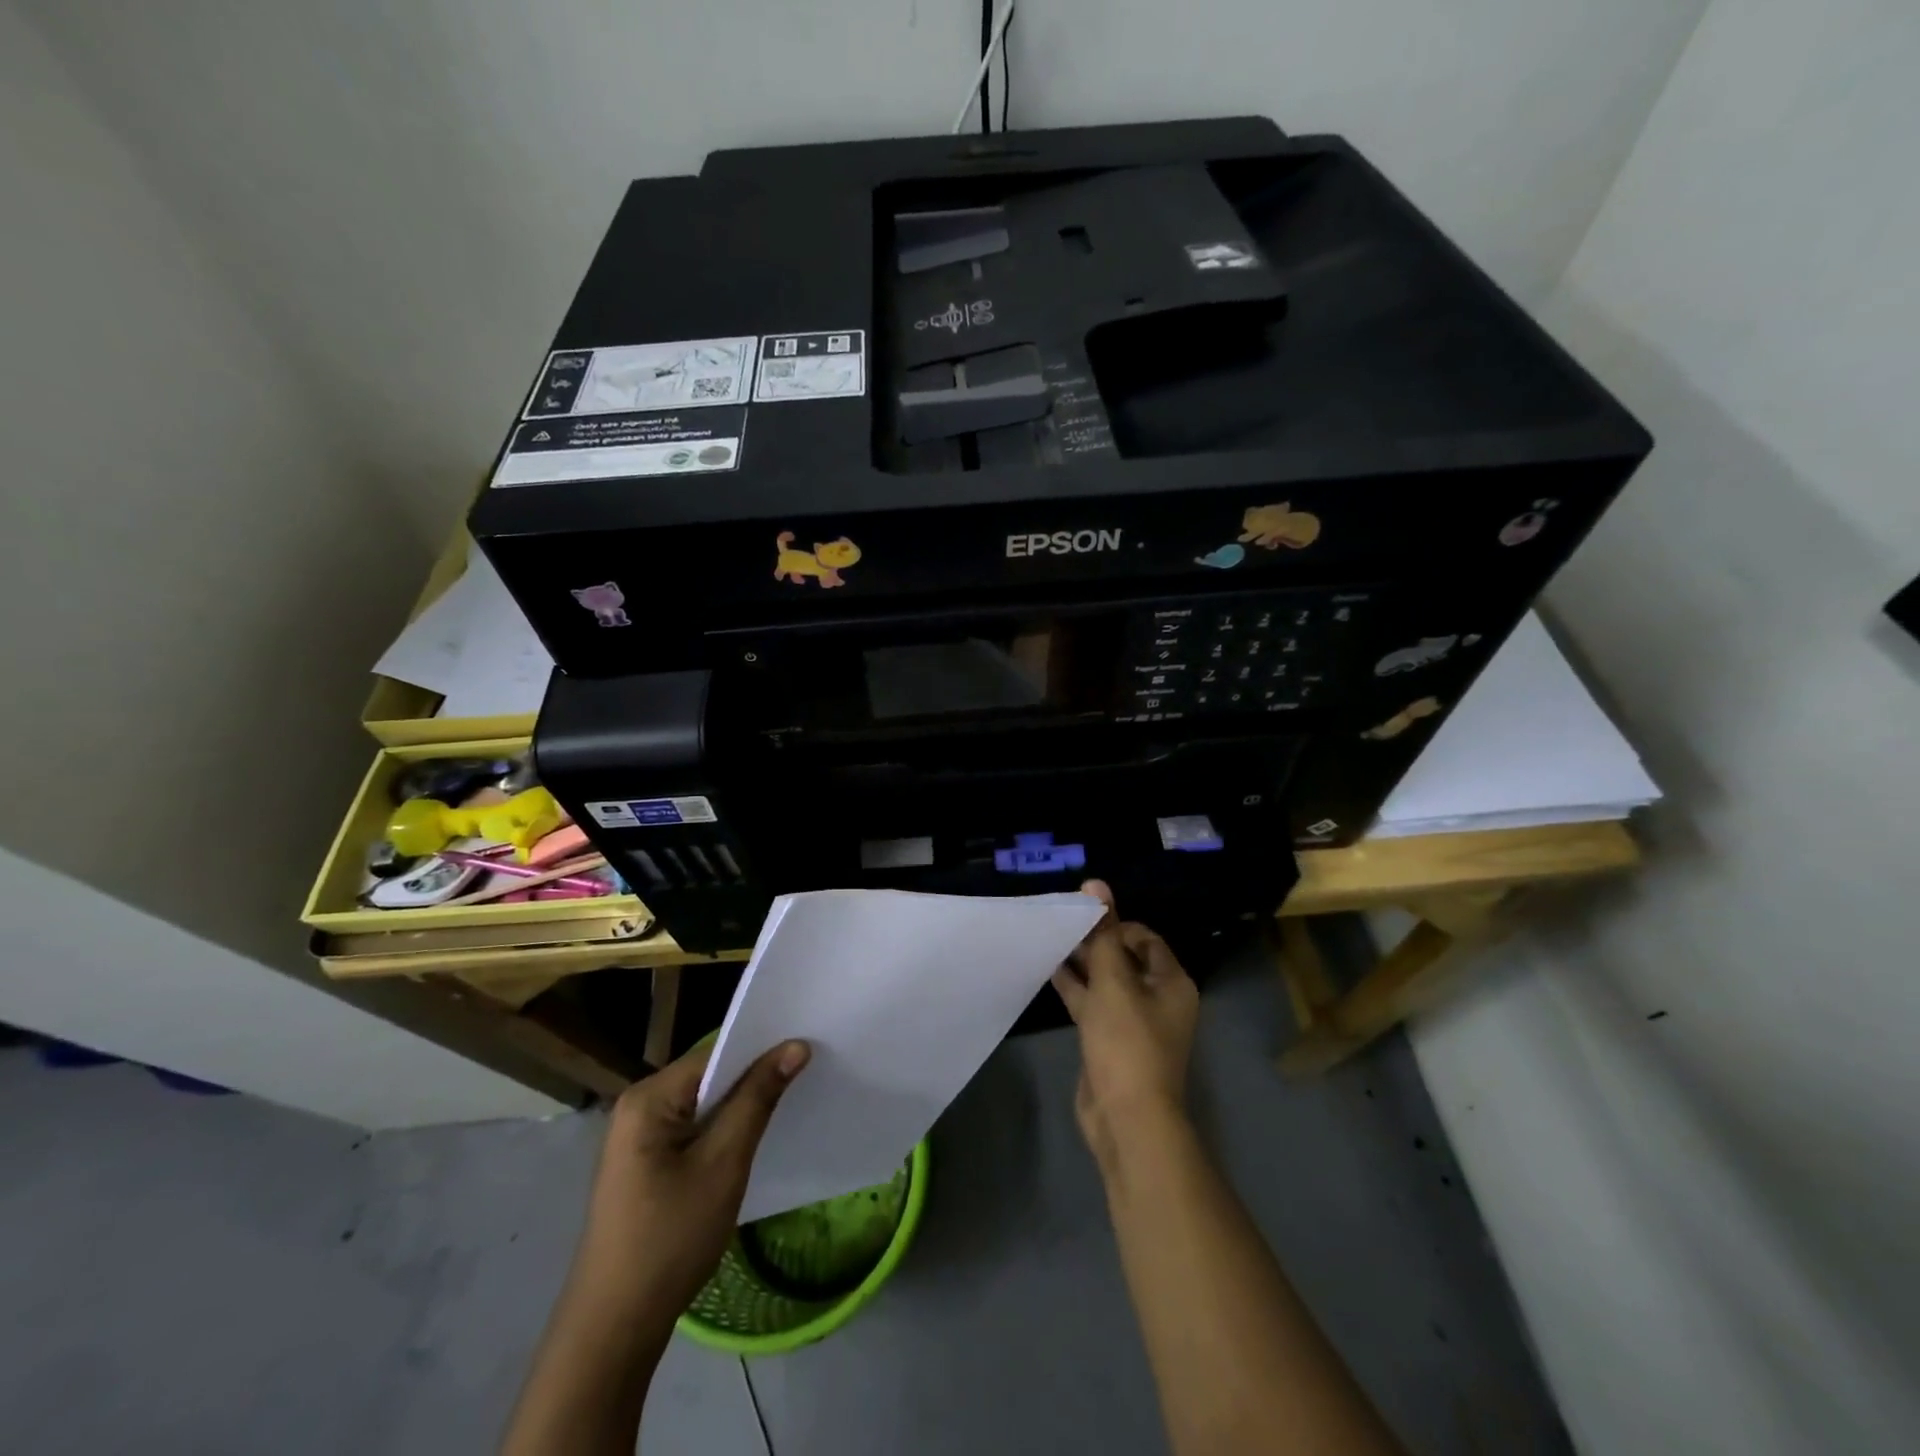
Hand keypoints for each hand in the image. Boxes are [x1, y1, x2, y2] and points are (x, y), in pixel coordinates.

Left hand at [572, 1039, 809, 1321]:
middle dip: (753, 1078)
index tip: (806, 1049)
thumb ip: (758, 1098)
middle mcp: (637, 1107)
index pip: (715, 1053)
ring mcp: (636, 1138)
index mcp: (647, 1098)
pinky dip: (721, 1130)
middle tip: (805, 1074)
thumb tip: (795, 1045)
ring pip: (702, 1104)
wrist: (614, 1329)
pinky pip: (692, 1129)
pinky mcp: (643, 1164)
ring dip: (740, 1106)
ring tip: (787, 1102)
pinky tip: (750, 1139)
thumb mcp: (723, 1163)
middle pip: (708, 1075)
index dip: (761, 1050)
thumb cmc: (670, 1238)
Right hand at [1052, 880, 1199, 1165]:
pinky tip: (1049, 970)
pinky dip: (1075, 988)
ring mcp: (1133, 1022)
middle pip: (1124, 958)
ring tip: (1050, 940)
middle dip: (1095, 941)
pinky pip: (1094, 1005)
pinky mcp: (1111, 1041)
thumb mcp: (1113, 982)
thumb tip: (1097, 883)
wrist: (1127, 1120)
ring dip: (1082, 963)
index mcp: (1170, 982)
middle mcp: (1157, 999)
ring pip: (1106, 982)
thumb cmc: (1127, 1043)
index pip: (1144, 938)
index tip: (1084, 918)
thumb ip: (1102, 934)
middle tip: (1061, 924)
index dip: (1115, 924)